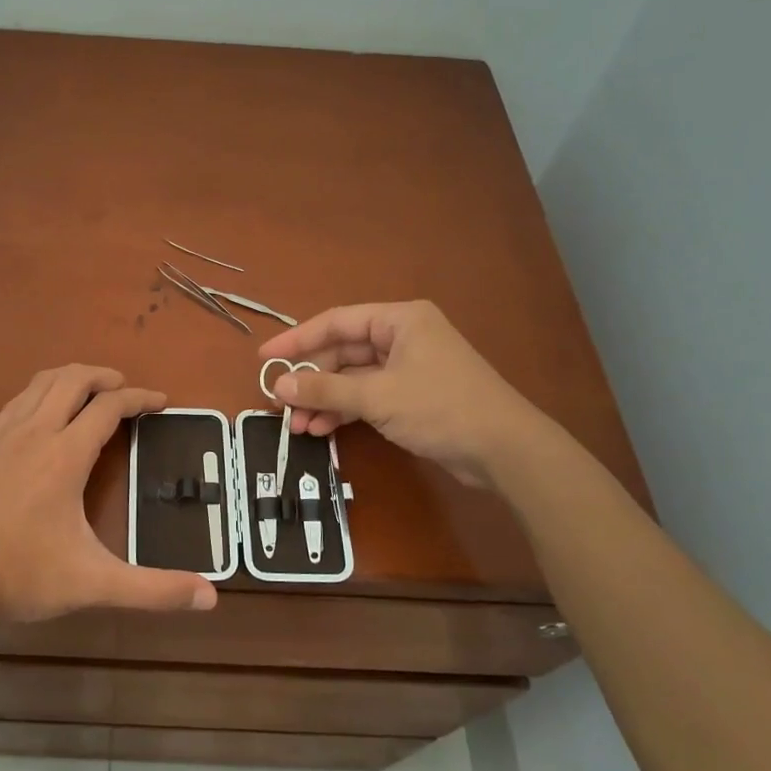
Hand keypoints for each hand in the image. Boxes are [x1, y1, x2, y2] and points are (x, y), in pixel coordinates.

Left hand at [0, 365, 216, 623]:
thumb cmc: (24, 576)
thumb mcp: (94, 583)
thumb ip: (153, 589)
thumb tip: (210, 596)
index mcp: (64, 455)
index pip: (109, 408)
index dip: (139, 399)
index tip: (161, 402)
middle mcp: (33, 433)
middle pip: (72, 379)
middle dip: (103, 376)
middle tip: (125, 389)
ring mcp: (0, 437)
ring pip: (39, 384)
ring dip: (70, 378)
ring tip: (88, 391)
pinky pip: (16, 403)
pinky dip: (40, 395)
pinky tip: (42, 417)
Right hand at [257, 301, 546, 487]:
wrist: (504, 450)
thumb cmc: (441, 408)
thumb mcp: (377, 397)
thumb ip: (325, 390)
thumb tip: (278, 385)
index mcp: (399, 320)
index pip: (336, 322)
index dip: (297, 340)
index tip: (265, 359)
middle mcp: (402, 337)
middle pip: (342, 352)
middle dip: (310, 379)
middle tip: (278, 402)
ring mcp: (408, 368)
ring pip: (352, 378)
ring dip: (324, 400)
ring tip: (296, 425)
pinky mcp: (412, 397)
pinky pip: (367, 397)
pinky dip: (344, 411)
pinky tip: (321, 429)